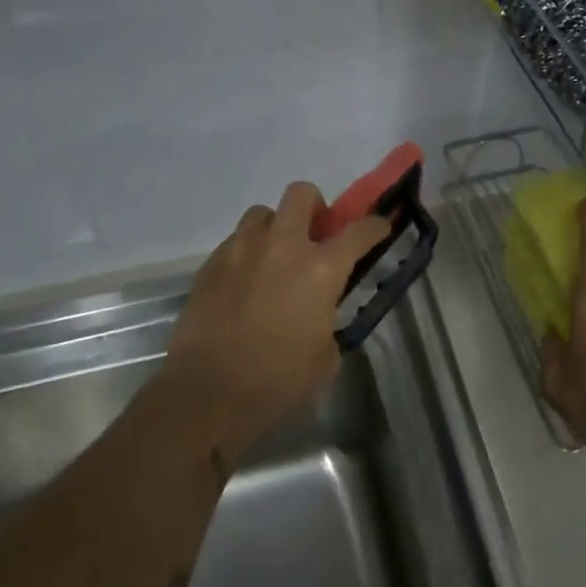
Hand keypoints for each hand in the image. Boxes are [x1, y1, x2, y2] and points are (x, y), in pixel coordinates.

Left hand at [163, 181, 391, 456]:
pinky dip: (247, 253)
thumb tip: (320, 318)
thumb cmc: (276, 380)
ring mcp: (242, 250)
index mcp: (320, 269)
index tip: (378, 227)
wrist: (207, 391)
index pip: (358, 231)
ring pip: (262, 213)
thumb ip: (328, 324)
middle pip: (301, 194)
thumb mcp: (324, 358)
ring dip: (275, 227)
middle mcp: (283, 246)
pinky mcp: (210, 264)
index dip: (374, 225)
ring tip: (274, 257)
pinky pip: (235, 242)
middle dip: (314, 206)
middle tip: (315, 234)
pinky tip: (245, 283)